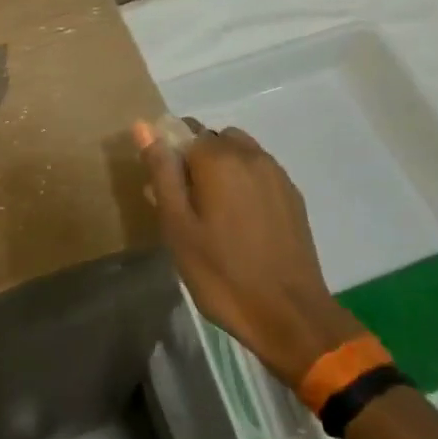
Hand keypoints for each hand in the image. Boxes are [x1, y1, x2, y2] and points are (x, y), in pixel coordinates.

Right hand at [134, 121, 362, 387]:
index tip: (164, 195)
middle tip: (186, 207)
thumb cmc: (221, 273)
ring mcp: (276, 174)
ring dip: (221, 170)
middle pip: (212, 140)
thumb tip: (144, 124)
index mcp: (218, 159)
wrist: (289, 314)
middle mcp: (250, 155)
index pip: (182, 133)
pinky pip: (259, 172)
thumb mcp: (177, 226)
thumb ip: (161, 172)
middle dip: (195, 161)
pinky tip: (240, 222)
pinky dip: (244, 183)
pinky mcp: (293, 195)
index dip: (169, 160)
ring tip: (213, 213)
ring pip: (238, 153)